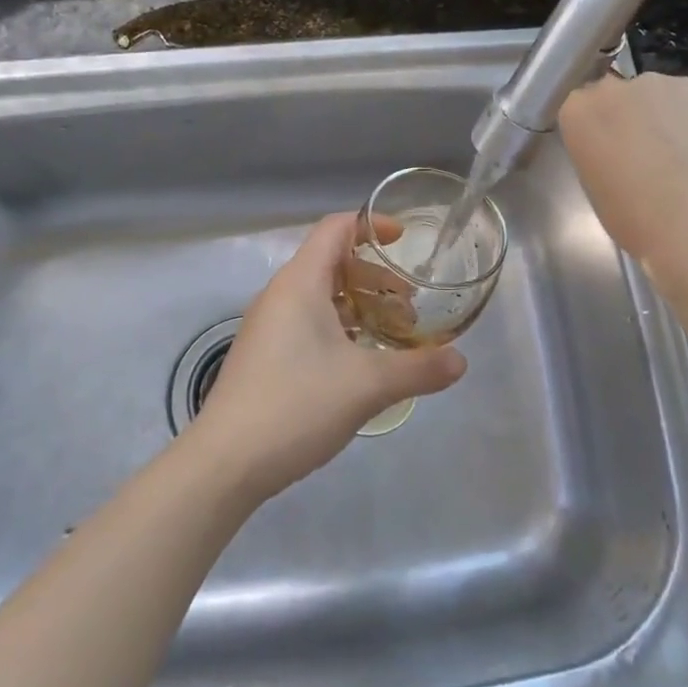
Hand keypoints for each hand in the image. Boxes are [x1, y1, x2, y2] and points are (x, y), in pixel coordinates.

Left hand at [188, 214, 467, 499]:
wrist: (226, 461)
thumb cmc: (297, 404)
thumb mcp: (367, 385)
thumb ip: (418, 368)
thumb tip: (461, 361)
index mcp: (300, 283)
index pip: (336, 228)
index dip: (371, 225)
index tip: (404, 240)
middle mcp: (280, 295)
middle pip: (331, 262)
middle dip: (375, 276)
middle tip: (409, 306)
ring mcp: (268, 326)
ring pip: (320, 296)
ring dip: (358, 306)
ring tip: (391, 335)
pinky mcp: (264, 355)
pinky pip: (307, 322)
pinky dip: (339, 328)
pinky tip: (359, 363)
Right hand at [558, 74, 687, 261]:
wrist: (687, 220)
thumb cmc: (628, 213)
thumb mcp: (592, 179)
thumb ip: (599, 148)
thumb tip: (620, 145)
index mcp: (577, 110)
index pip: (584, 106)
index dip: (601, 128)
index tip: (611, 149)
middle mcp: (612, 87)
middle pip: (619, 94)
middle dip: (630, 115)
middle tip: (646, 149)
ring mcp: (658, 83)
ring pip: (659, 95)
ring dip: (664, 115)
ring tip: (682, 152)